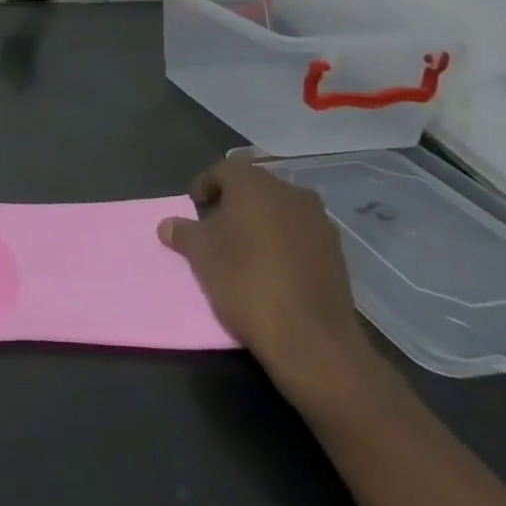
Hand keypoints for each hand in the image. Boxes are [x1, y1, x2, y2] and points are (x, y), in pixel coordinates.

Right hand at [156, 159, 373, 402]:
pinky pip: (299, 233)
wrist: (309, 336)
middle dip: (232, 203)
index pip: (224, 169)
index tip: (194, 209)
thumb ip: (183, 232)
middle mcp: (292, 194)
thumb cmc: (244, 281)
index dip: (204, 185)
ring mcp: (319, 222)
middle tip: (214, 228)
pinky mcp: (336, 251)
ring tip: (242, 249)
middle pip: (254, 187)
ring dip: (259, 221)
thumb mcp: (199, 255)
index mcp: (256, 186)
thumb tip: (169, 225)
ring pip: (279, 210)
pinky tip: (270, 267)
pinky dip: (281, 241)